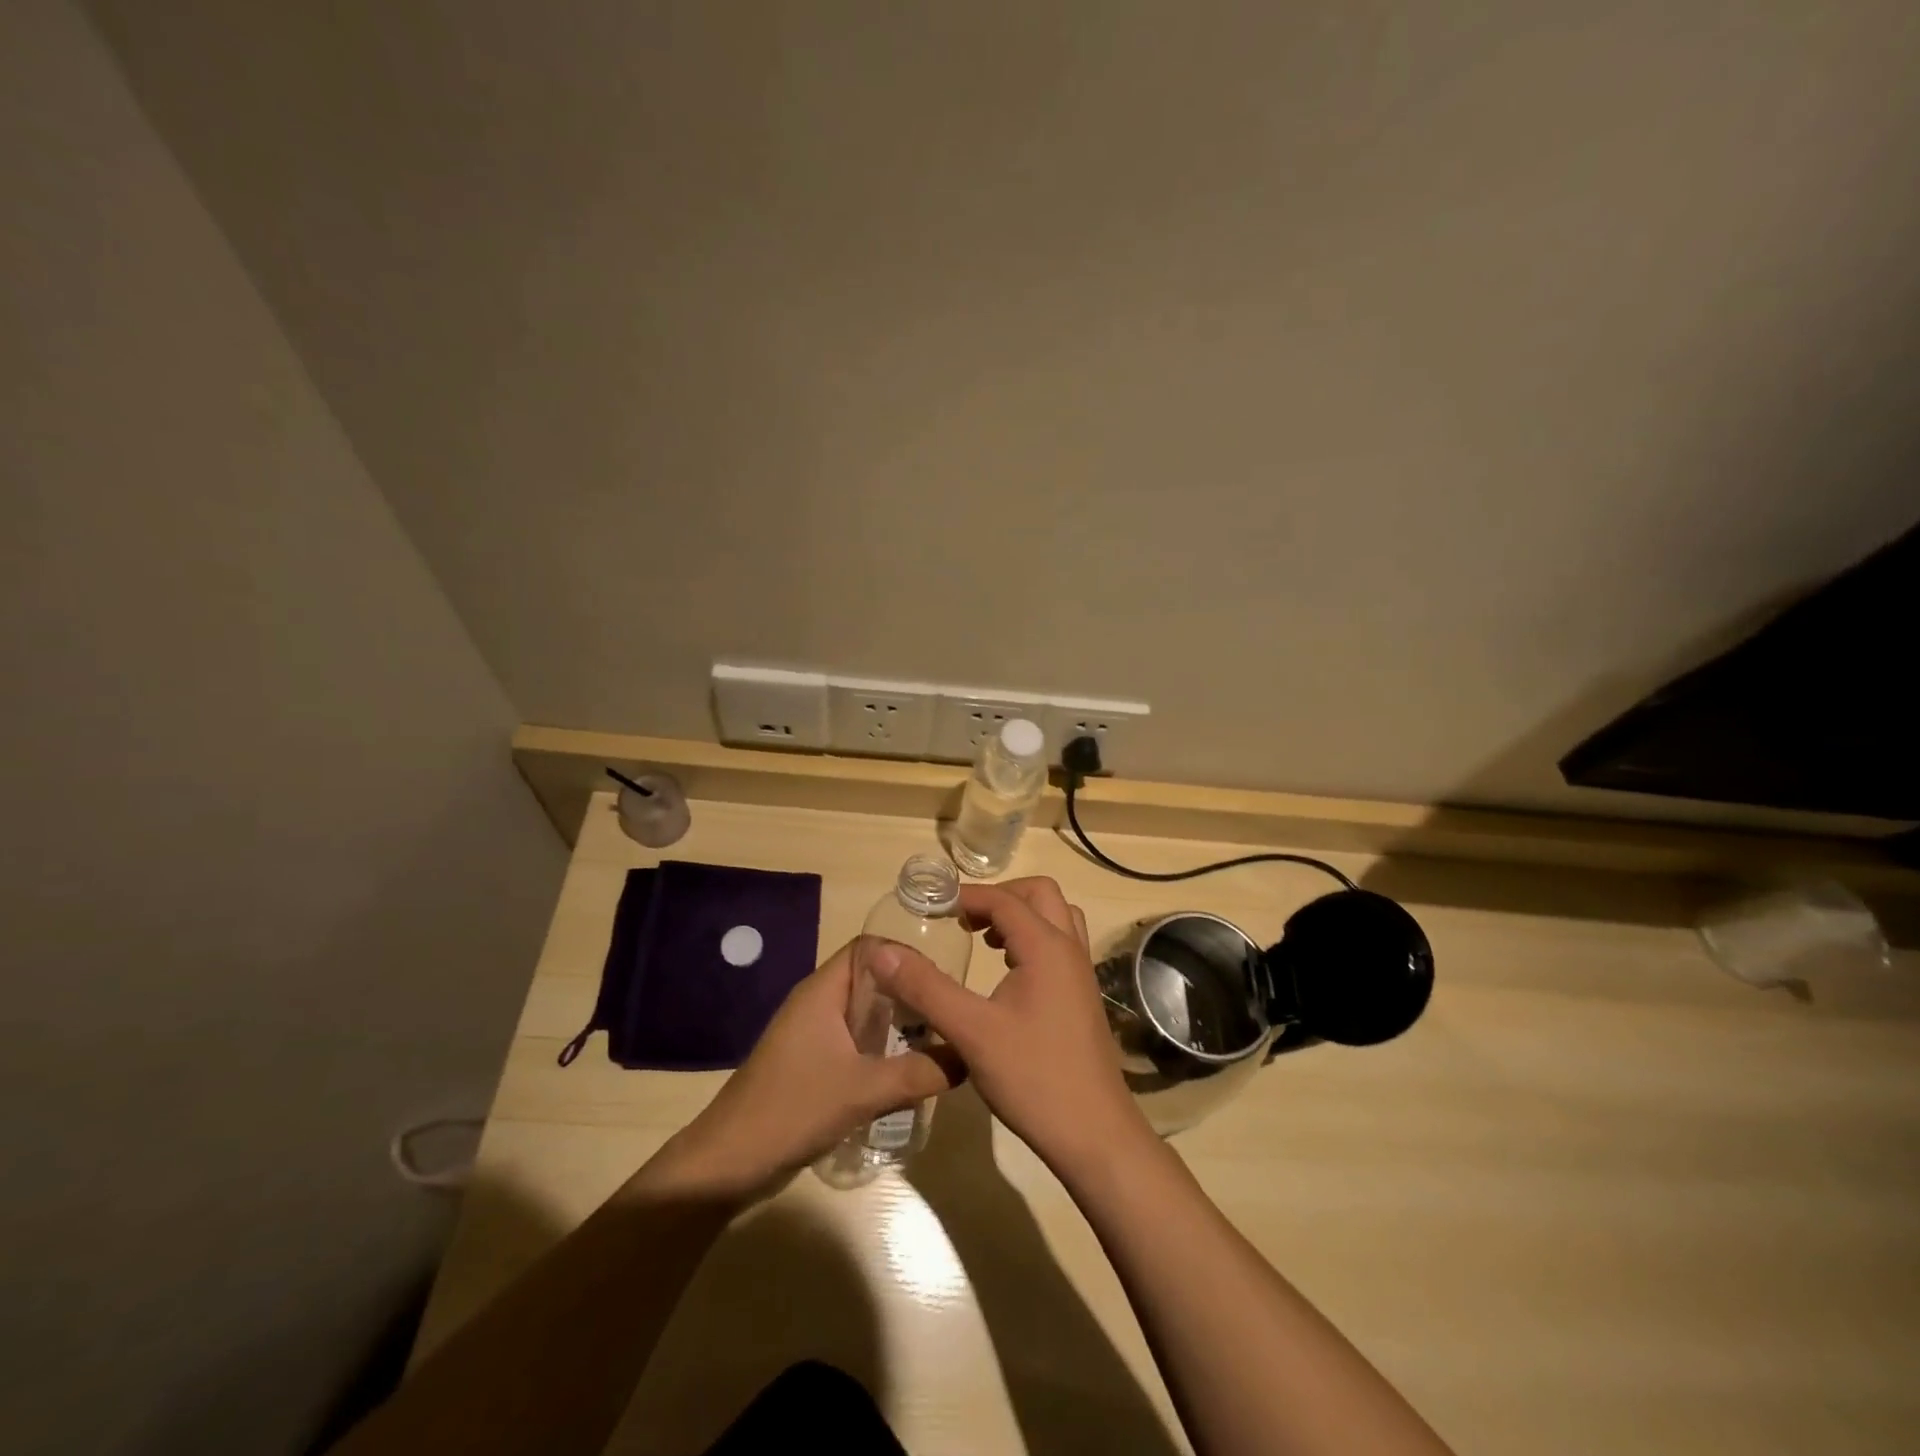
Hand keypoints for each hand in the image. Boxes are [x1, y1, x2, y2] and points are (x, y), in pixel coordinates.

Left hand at [639, 941, 961, 1200]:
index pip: (869, 947)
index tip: (942, 975)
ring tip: (938, 1037)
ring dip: (897, 1022)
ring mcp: (813, 1034)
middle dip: (909, 991)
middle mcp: (818, 1003)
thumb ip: (918, 1072)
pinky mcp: (812, 1063)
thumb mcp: (862, 1090)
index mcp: (823, 991)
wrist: (729, 1163)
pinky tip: (907, 1068)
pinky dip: (881, 1046)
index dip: (905, 953)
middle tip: (949, 1009)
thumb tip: (968, 1057)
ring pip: (864, 1012)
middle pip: (871, 979)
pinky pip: (855, 1040)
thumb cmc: (792, 1109)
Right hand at [869, 877, 1152, 1175]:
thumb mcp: (971, 1032)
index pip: (1004, 900)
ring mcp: (1081, 974)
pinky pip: (1060, 945)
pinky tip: (1005, 973)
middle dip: (1000, 896)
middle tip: (963, 919)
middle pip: (1039, 894)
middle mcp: (1070, 949)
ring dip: (1020, 916)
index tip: (932, 907)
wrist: (1095, 1135)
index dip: (967, 897)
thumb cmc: (1033, 1078)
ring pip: (1055, 918)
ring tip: (983, 939)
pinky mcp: (1082, 997)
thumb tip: (882, 951)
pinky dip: (1032, 940)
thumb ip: (926, 988)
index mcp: (1047, 947)